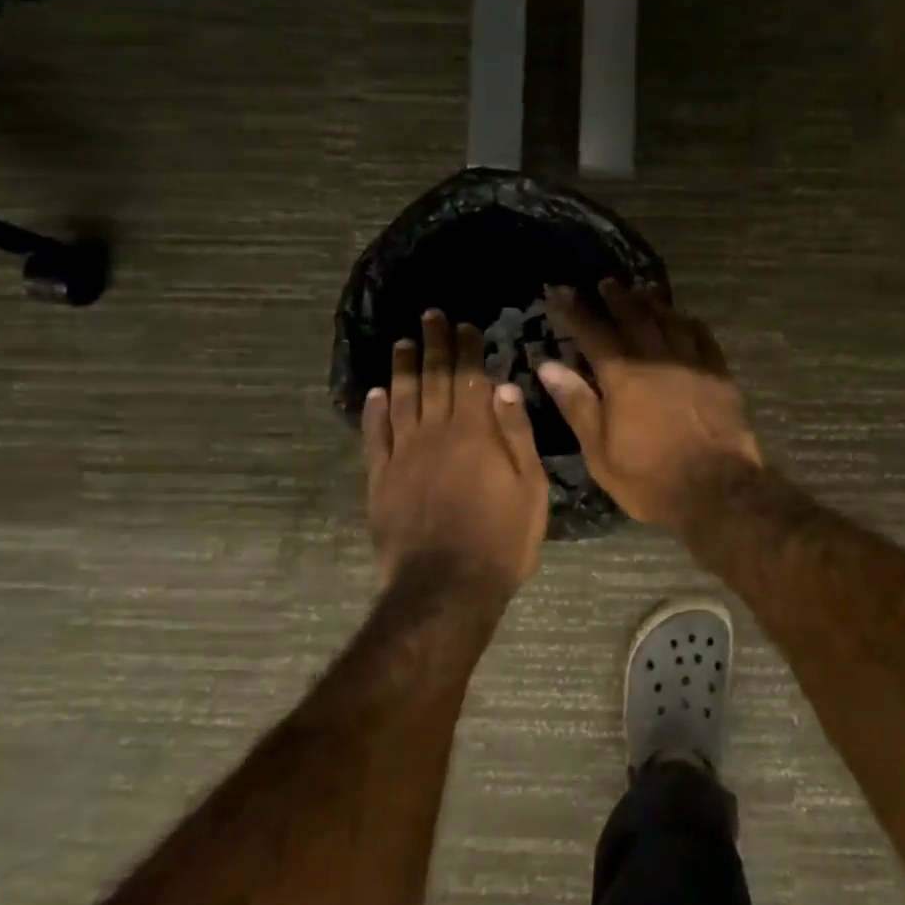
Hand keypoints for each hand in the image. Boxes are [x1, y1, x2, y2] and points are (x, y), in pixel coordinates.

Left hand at [364, 310, 549, 594]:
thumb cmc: (502, 540)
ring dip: (402, 368)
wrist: (446, 589)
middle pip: (433, 379)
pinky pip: (374, 436)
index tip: (466, 324)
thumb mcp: (531, 488)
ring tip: (402, 343)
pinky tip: (375, 393)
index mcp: (475, 433)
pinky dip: (373, 411)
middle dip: (434, 344)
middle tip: (430, 315)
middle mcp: (436, 433)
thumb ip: (517, 436)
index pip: (470, 378)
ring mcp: (403, 455)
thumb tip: (504, 387)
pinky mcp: (380, 479)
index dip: (468, 349)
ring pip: (401, 399)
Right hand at [538, 281, 761, 529]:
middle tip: (604, 283)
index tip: (559, 293)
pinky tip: (682, 317)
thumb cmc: (650, 479)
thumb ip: (576, 404)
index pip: (593, 332)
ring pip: (668, 320)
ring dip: (651, 301)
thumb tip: (548, 365)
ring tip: (640, 289)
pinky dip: (687, 321)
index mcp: (623, 377)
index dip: (574, 311)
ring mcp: (692, 363)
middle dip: (615, 298)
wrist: (718, 491)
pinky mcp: (718, 374)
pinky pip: (702, 336)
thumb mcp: (600, 452)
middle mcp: (656, 359)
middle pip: (633, 316)